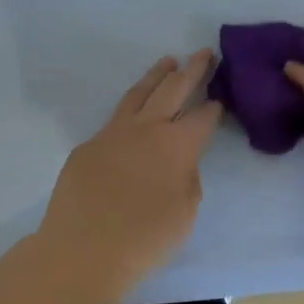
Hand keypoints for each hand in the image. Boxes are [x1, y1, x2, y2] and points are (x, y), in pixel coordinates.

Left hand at [36, 50, 222, 302]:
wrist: (82, 251)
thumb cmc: (144, 239)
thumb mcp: (185, 213)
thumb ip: (187, 180)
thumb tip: (178, 164)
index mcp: (178, 145)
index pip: (203, 117)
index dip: (214, 107)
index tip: (220, 98)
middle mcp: (147, 128)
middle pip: (174, 89)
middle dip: (192, 70)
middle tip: (203, 53)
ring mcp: (113, 133)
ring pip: (139, 93)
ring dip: (157, 75)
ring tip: (168, 61)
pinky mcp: (88, 146)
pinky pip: (114, 120)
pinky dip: (130, 109)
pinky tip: (133, 113)